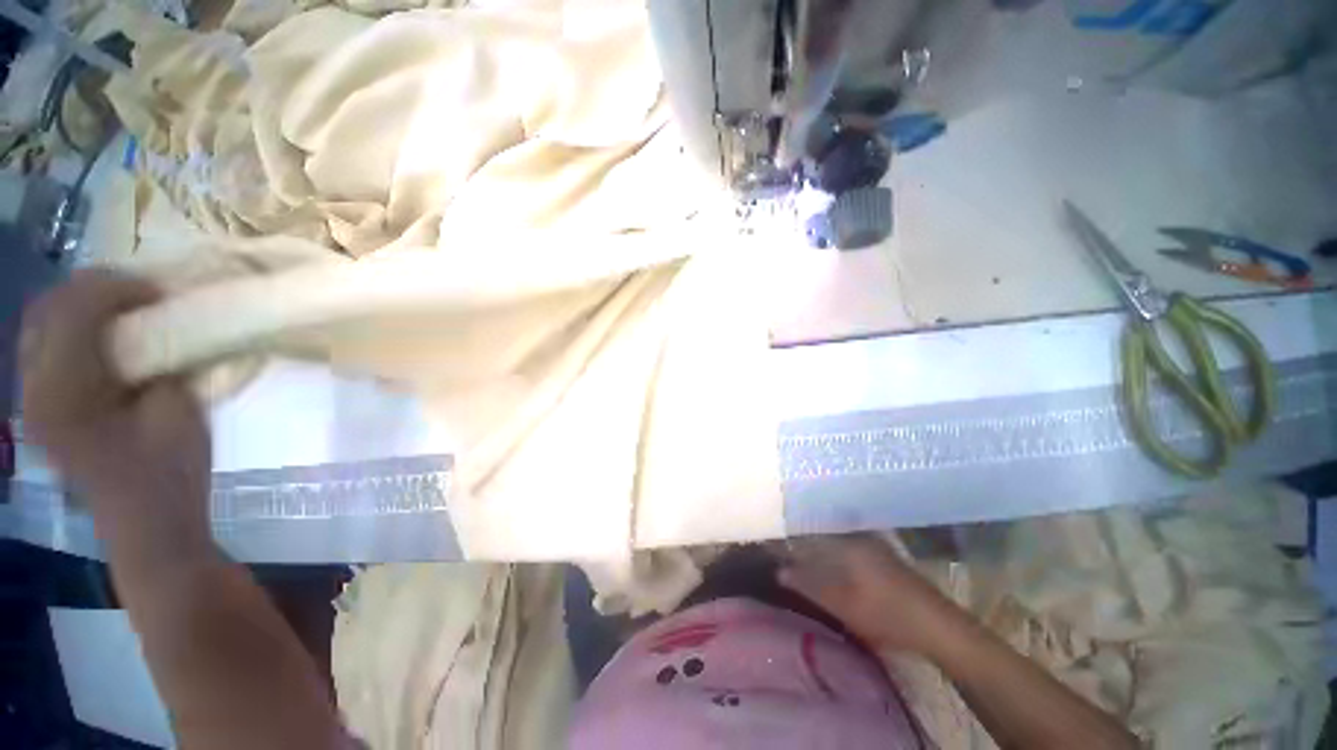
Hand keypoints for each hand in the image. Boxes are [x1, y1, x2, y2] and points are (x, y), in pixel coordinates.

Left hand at [20, 269, 211, 564]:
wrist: (149, 527)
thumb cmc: (170, 475)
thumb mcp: (176, 412)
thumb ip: (160, 362)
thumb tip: (161, 322)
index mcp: (63, 393)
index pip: (73, 309)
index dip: (118, 288)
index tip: (161, 291)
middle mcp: (32, 390)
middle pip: (47, 310)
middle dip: (95, 291)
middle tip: (144, 296)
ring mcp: (32, 401)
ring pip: (42, 325)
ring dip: (83, 308)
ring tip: (128, 313)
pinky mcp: (42, 409)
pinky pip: (47, 348)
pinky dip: (76, 331)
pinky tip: (108, 341)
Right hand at [778, 533, 960, 654]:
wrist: (938, 626)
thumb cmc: (887, 614)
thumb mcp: (843, 605)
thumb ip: (809, 586)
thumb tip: (779, 571)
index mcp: (848, 540)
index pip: (810, 527)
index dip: (789, 531)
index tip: (771, 534)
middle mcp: (859, 533)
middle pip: (821, 525)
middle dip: (800, 529)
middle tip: (780, 536)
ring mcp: (872, 541)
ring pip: (834, 532)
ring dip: (815, 536)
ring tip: (795, 542)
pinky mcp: (880, 552)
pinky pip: (845, 539)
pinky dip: (830, 544)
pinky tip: (824, 554)